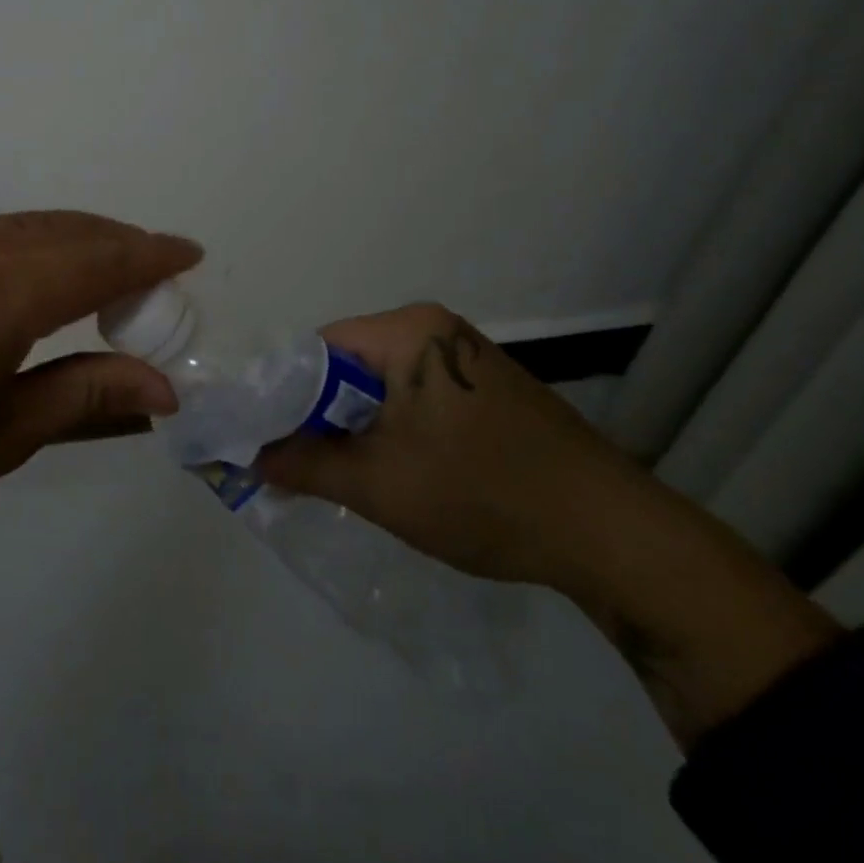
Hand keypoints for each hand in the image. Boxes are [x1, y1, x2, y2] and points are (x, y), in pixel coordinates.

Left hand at [0, 212, 200, 535]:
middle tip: (158, 274)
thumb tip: (164, 386)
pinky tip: (47, 270)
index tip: (190, 254)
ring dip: (80, 240)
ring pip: (31, 225)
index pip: (96, 261)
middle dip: (122, 245)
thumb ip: (87, 393)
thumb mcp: (2, 436)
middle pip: (69, 231)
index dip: (149, 257)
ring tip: (113, 271)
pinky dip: (36, 242)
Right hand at [257, 303, 636, 588]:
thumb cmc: (483, 495)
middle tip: (300, 464)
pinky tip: (399, 469)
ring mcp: (466, 355)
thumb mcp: (379, 485)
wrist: (613, 536)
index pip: (317, 348)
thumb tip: (250, 458)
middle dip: (320, 414)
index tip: (267, 439)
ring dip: (357, 425)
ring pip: (382, 384)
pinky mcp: (487, 386)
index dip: (284, 394)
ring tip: (344, 472)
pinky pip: (417, 396)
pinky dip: (394, 427)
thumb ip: (304, 465)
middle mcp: (435, 327)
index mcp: (408, 329)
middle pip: (348, 365)